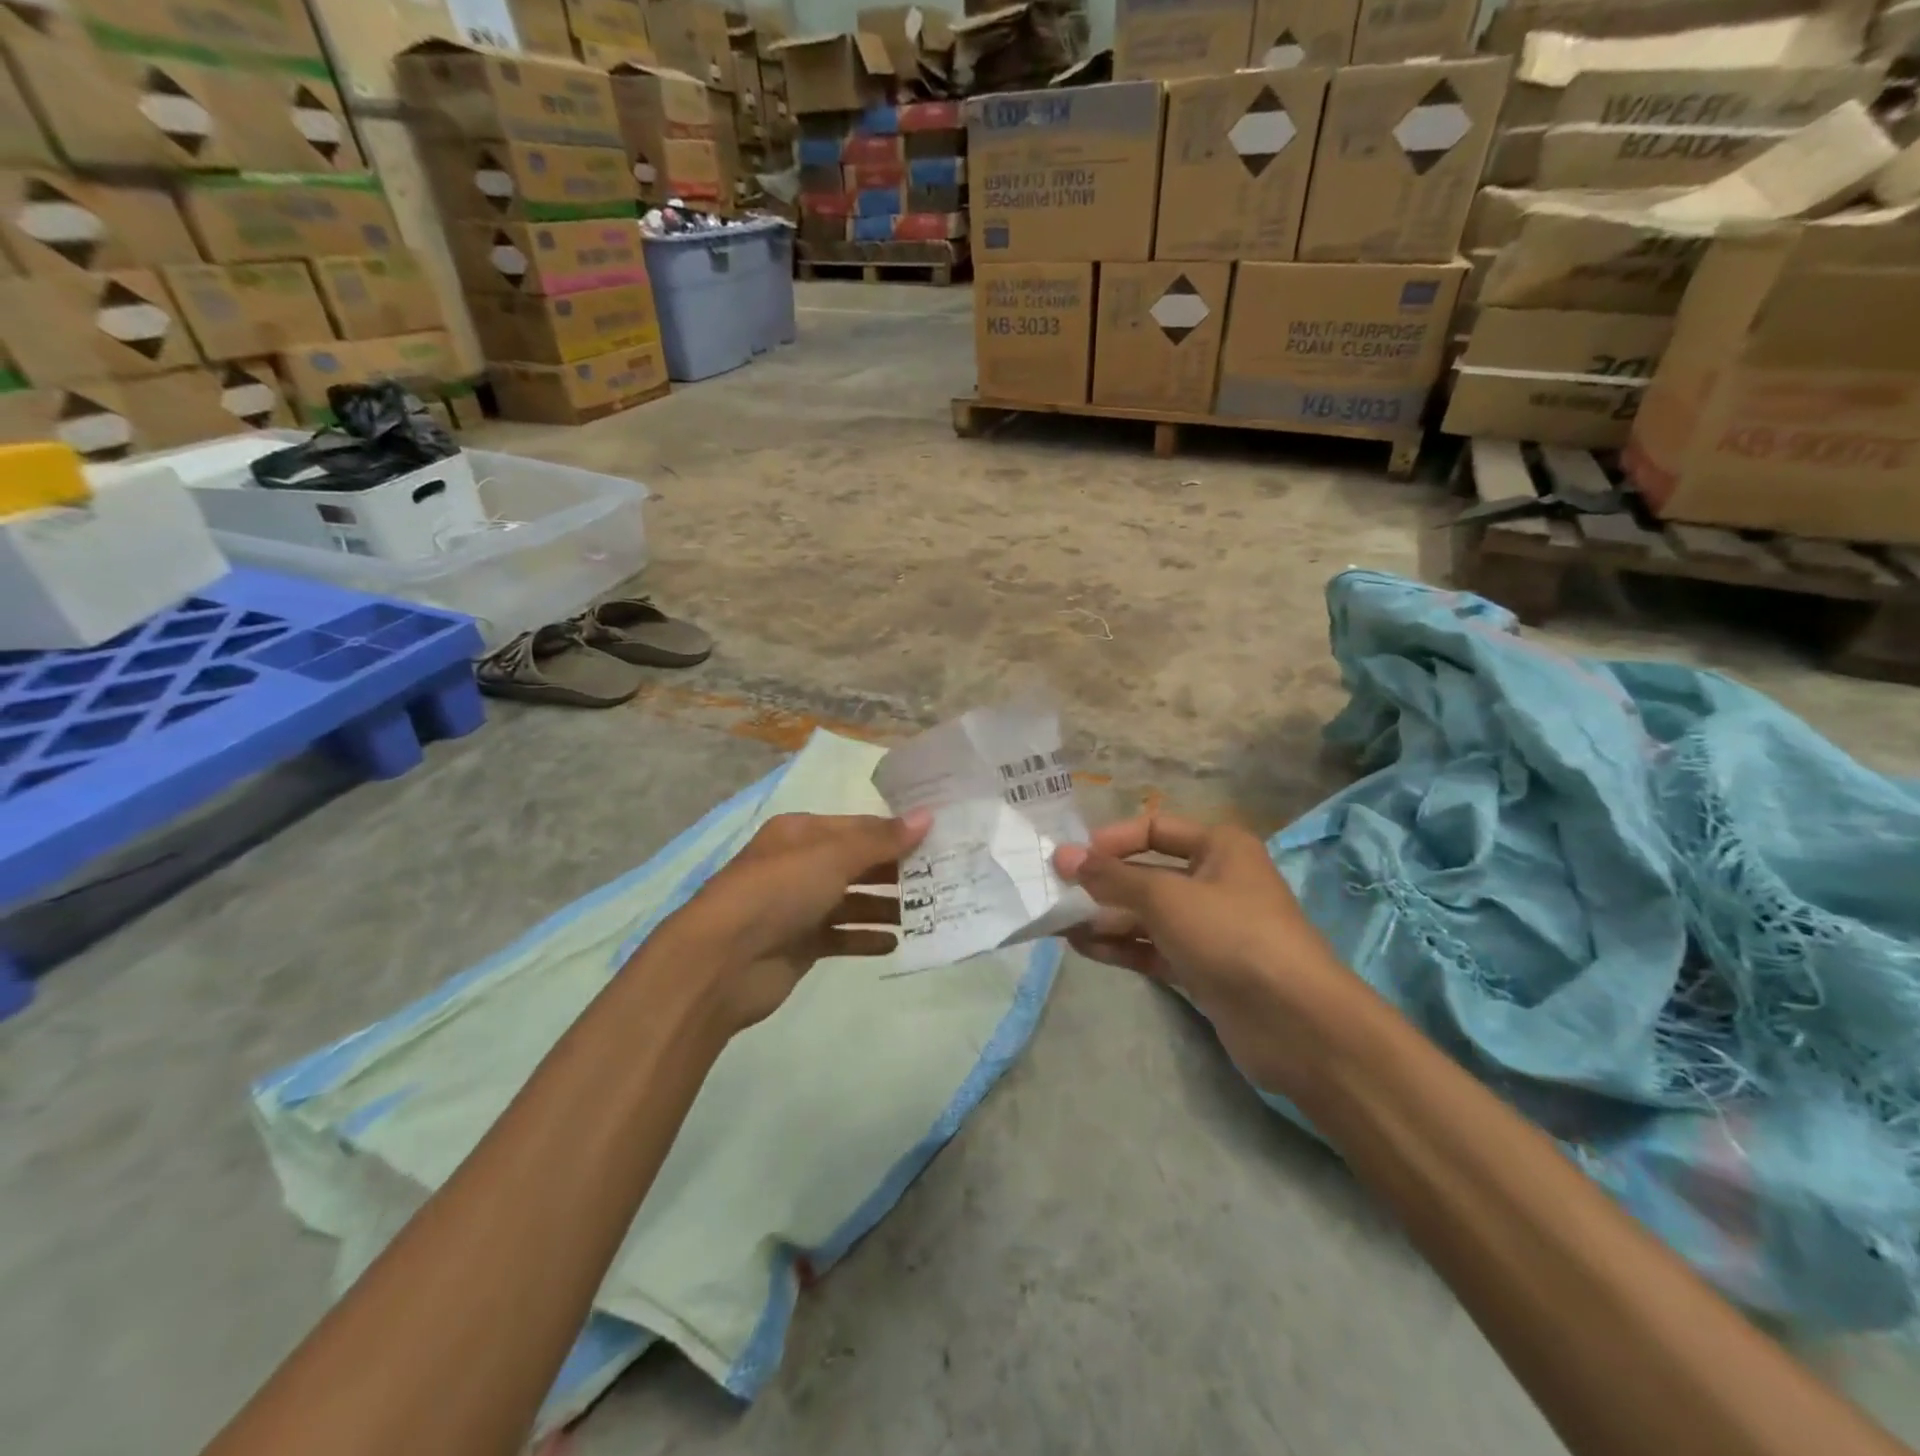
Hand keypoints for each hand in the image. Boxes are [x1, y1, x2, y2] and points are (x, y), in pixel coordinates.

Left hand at [653, 811, 930, 1034]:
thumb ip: (881, 840)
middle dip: (896, 871)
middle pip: (858, 863)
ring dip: (886, 906)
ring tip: (926, 912)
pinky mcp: (801, 945)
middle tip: (942, 878)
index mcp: (802, 833)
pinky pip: (842, 936)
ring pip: (853, 901)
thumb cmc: (778, 892)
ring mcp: (800, 906)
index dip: (896, 832)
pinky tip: (895, 943)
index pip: (859, 827)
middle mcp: (801, 865)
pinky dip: (866, 938)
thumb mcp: (832, 856)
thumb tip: (927, 816)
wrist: (720, 961)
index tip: (939, 839)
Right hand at [1053, 815, 1348, 1091]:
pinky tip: (1083, 948)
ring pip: (1146, 914)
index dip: (1111, 841)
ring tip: (1058, 926)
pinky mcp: (1202, 967)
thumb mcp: (1165, 896)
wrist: (1296, 1023)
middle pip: (1146, 874)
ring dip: (1104, 918)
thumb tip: (1062, 856)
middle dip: (1101, 885)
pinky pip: (1153, 948)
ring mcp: (1208, 928)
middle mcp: (1214, 880)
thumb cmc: (1231, 935)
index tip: (1071, 859)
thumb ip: (1111, 877)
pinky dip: (1121, 946)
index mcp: (1218, 847)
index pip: (1153, 829)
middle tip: (1054, 896)